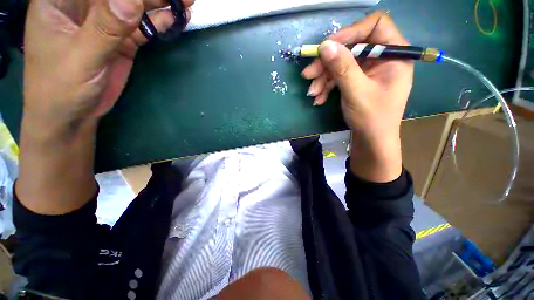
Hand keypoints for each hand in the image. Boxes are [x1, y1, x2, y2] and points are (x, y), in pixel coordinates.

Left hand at [23, 0, 192, 139]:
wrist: (72, 115)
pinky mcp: (121, 40)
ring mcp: (105, 23)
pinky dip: (159, 23)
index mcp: (61, 0)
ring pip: (135, 6)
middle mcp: (84, 5)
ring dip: (159, 4)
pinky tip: (175, 19)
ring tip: (184, 2)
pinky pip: (143, 27)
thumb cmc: (61, 87)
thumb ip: (105, 28)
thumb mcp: (81, 57)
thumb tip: (132, 1)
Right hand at [302, 11, 412, 181]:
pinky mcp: (357, 81)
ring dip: (323, 78)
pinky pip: (339, 77)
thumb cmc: (372, 118)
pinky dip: (327, 87)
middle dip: (328, 62)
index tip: (327, 47)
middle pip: (352, 47)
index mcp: (394, 54)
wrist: (371, 141)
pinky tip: (318, 98)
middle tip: (308, 75)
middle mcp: (382, 58)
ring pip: (342, 64)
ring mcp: (368, 71)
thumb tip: (325, 45)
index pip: (375, 26)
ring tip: (312, 93)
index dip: (350, 32)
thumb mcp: (356, 92)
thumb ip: (342, 67)